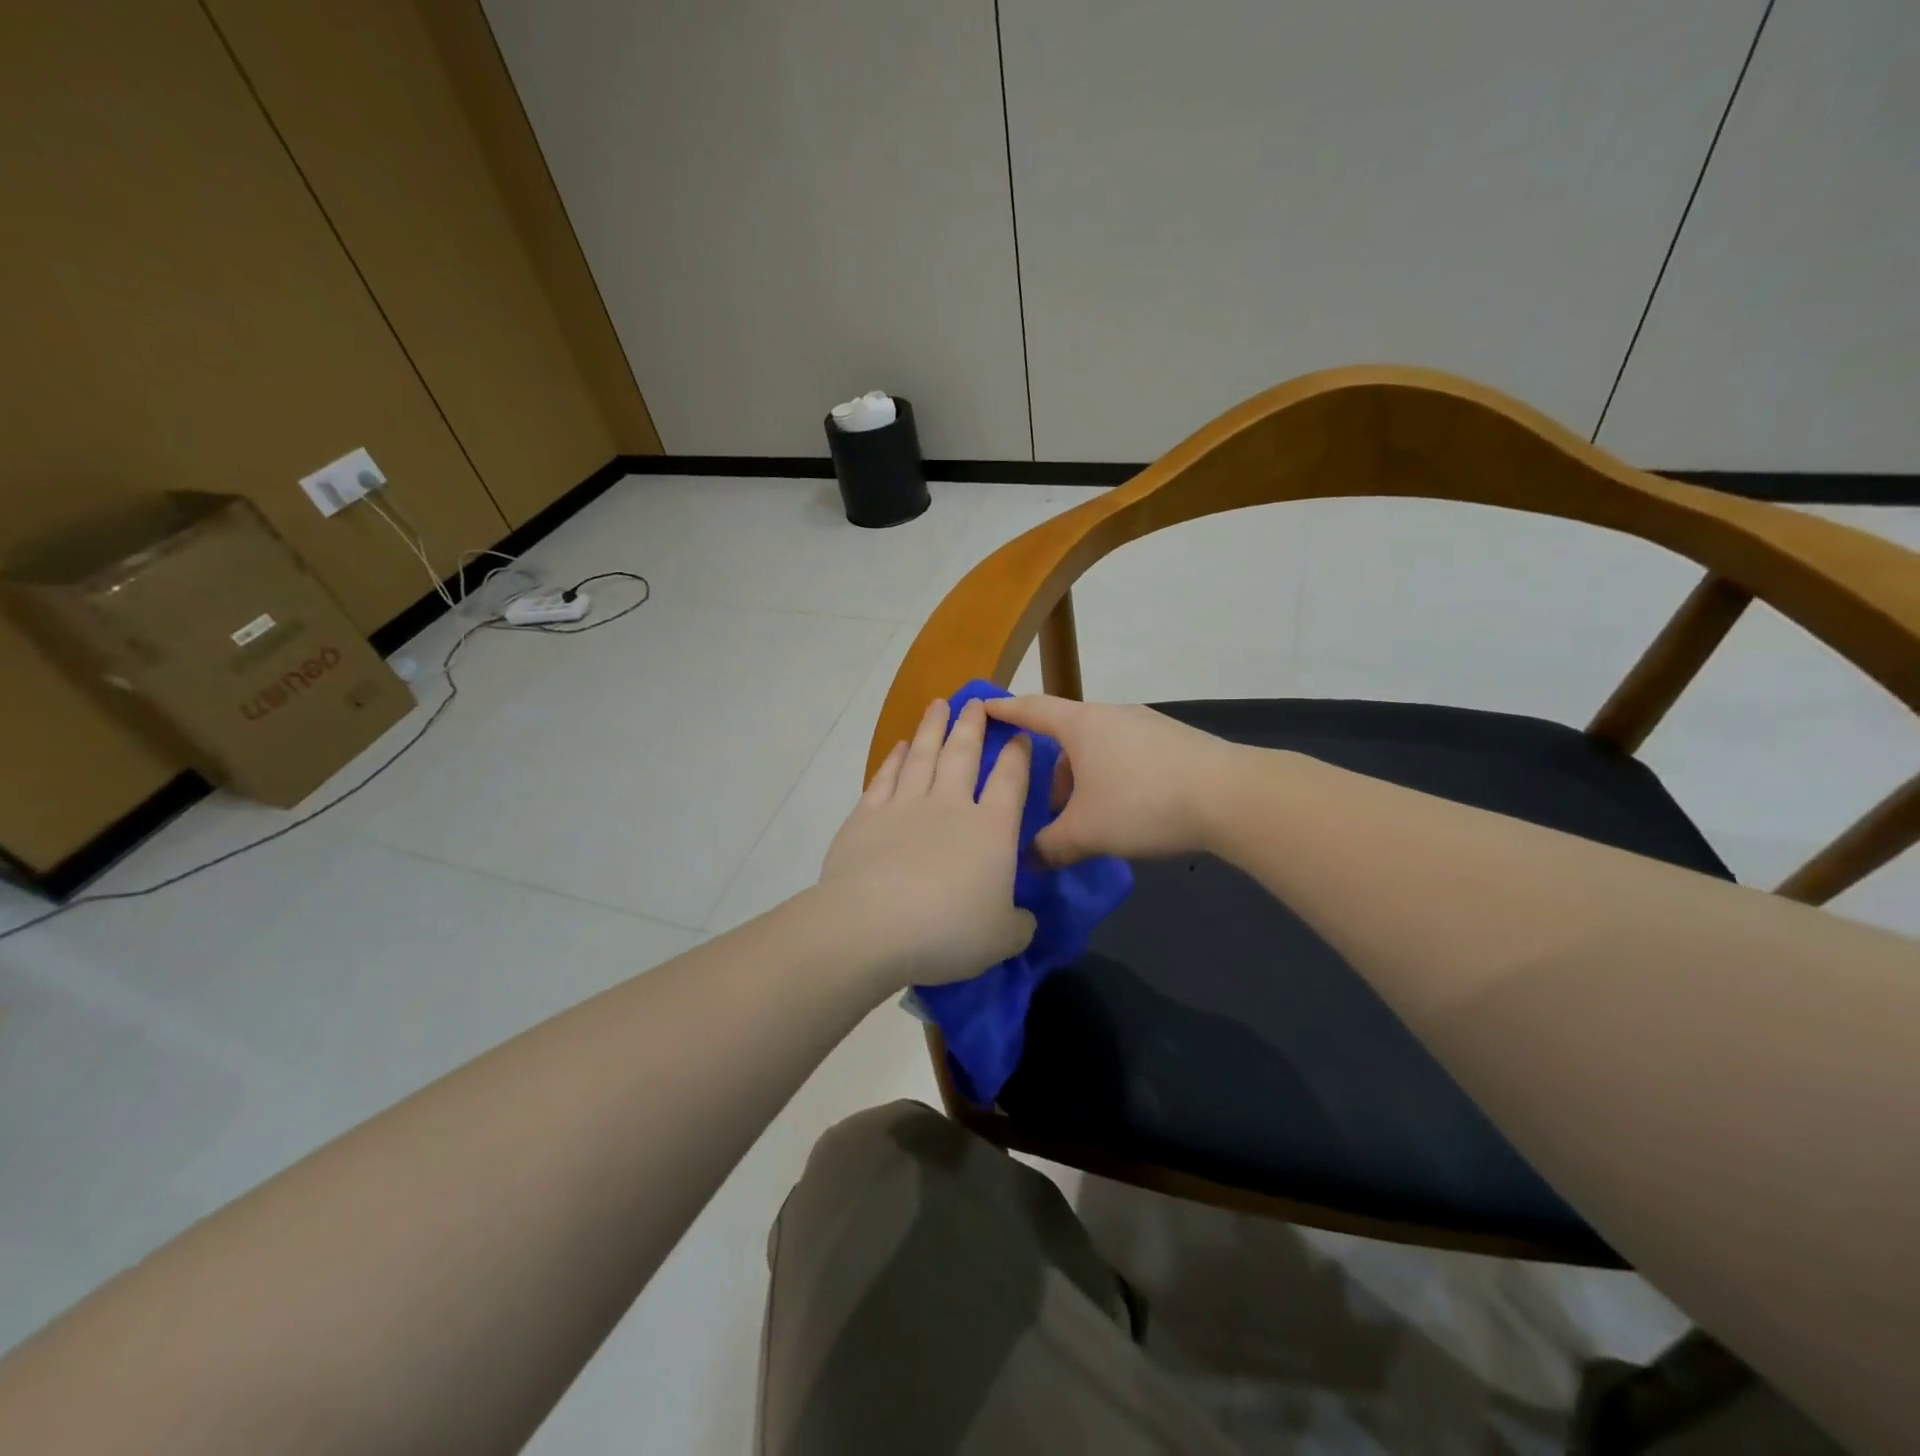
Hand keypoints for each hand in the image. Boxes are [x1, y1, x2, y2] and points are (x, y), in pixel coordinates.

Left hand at [818, 697, 1036, 987]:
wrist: (872, 925)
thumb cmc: (948, 931)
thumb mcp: (1002, 937)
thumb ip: (1018, 923)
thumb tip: (1023, 918)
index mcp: (990, 829)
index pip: (1010, 780)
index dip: (1017, 755)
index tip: (1019, 734)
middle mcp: (949, 806)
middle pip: (963, 754)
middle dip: (971, 725)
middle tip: (975, 701)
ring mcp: (904, 806)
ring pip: (923, 756)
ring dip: (932, 728)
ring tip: (938, 705)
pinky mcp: (866, 816)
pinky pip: (885, 778)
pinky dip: (894, 759)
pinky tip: (900, 747)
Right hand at [982, 695, 1241, 865]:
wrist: (1231, 796)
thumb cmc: (1143, 803)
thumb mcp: (1086, 832)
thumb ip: (1050, 847)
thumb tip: (1029, 861)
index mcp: (1081, 724)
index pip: (1031, 709)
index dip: (1004, 709)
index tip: (982, 708)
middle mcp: (1111, 714)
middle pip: (1067, 734)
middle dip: (1051, 769)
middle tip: (1046, 805)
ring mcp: (1146, 724)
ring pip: (1099, 747)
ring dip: (1084, 777)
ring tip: (1088, 817)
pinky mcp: (1174, 741)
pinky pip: (1127, 754)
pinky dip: (1113, 777)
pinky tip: (1127, 811)